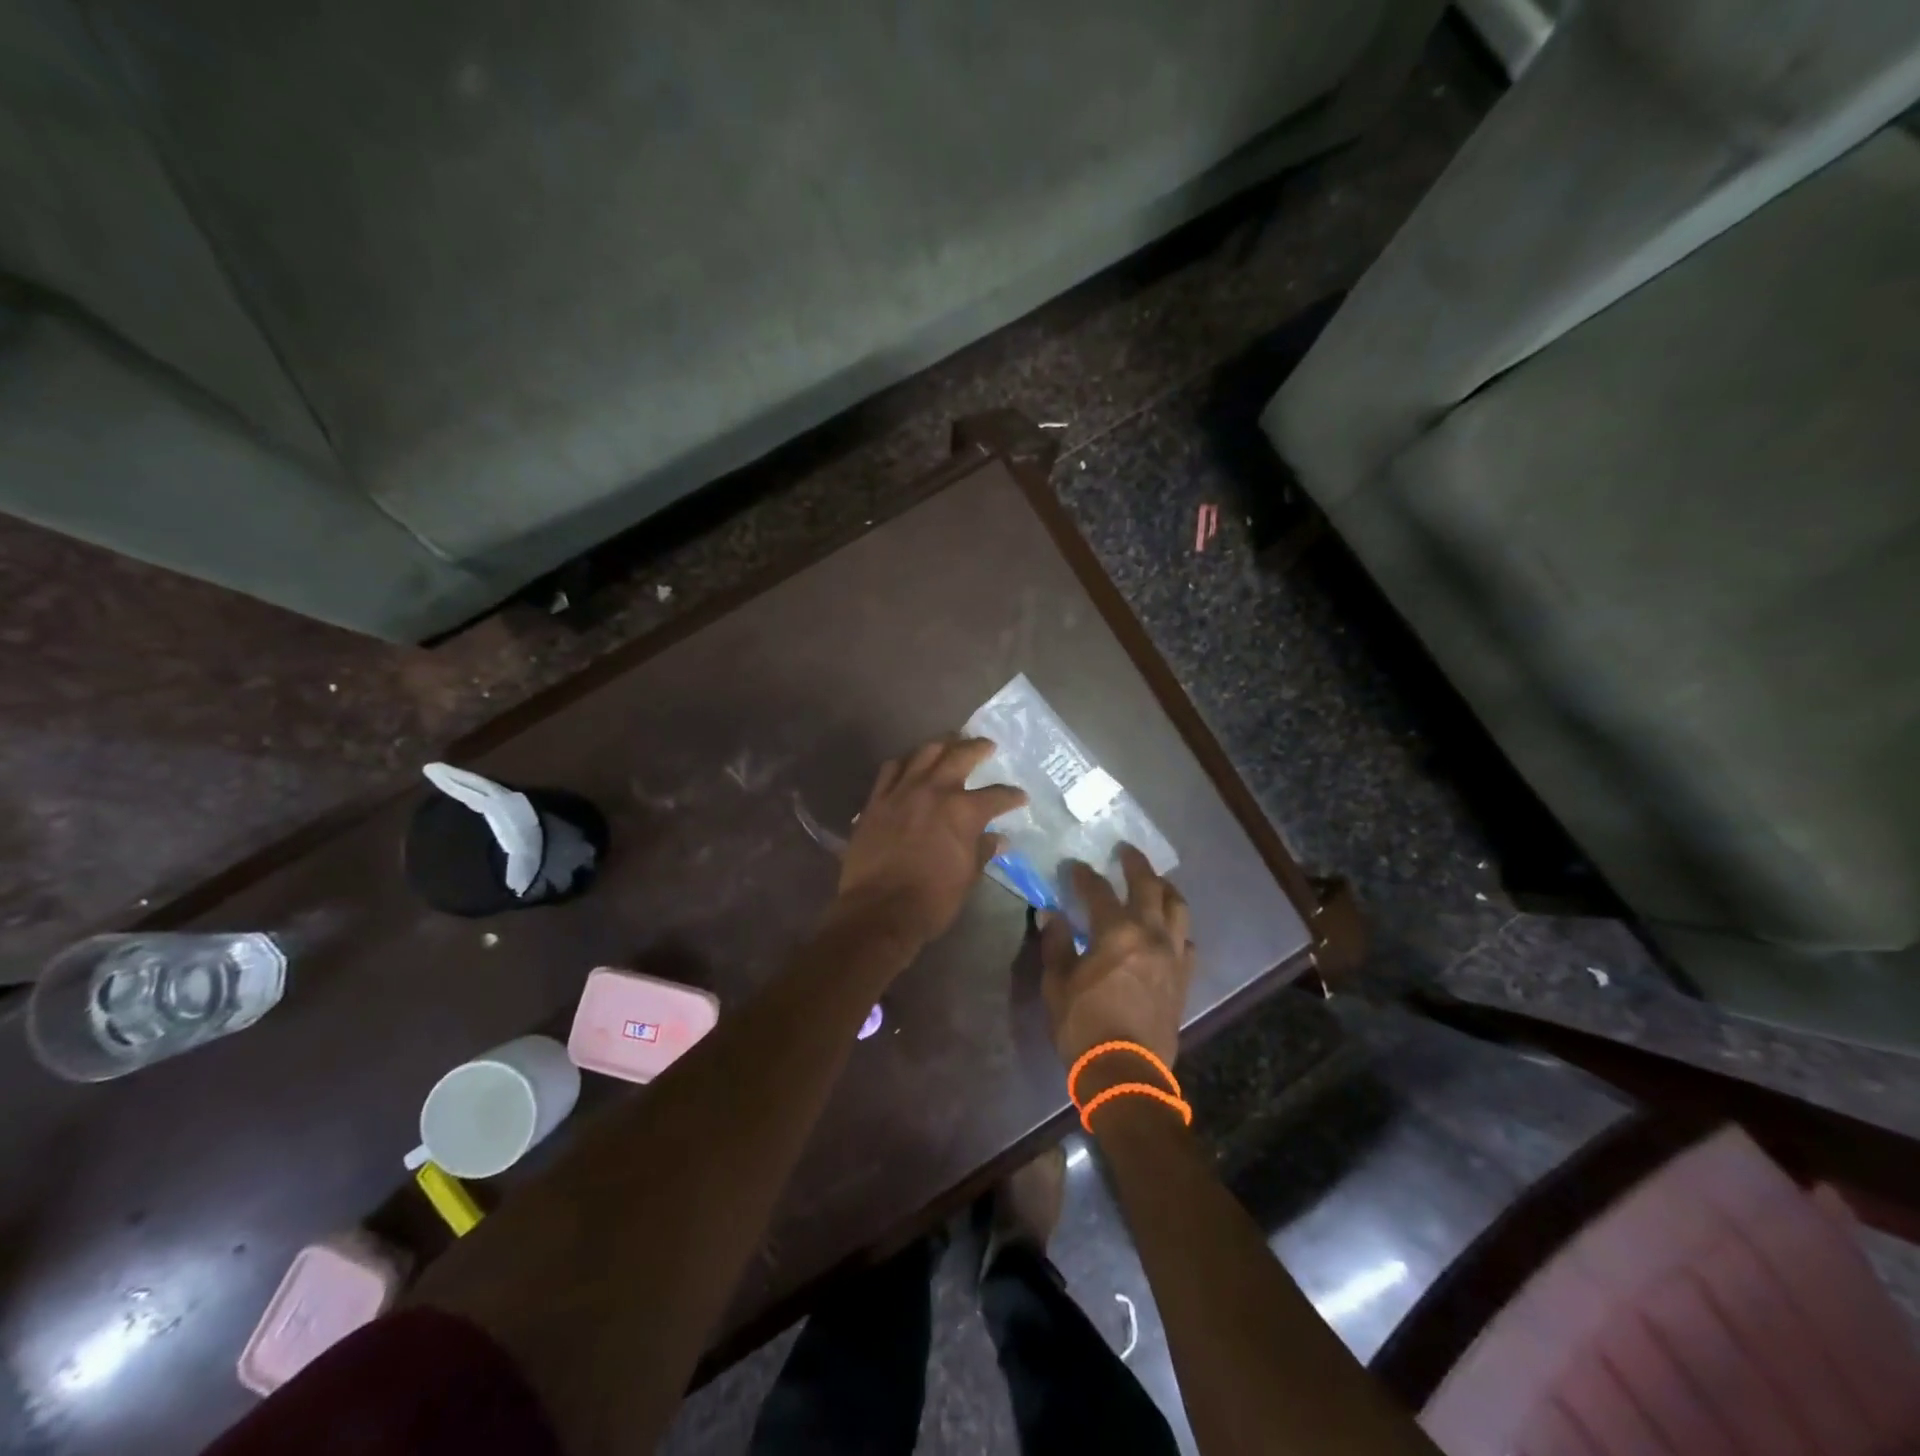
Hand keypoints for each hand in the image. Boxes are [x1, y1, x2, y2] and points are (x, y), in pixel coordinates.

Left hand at [834, 737, 1027, 947]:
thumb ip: (982, 851)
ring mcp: (902, 791)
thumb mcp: (967, 877)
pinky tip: (910, 765)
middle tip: (987, 745)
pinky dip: (905, 762)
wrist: (879, 910)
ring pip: (924, 753)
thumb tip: (998, 839)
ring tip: (950, 743)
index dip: (1012, 795)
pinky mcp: (876, 800)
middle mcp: (934, 791)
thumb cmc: (932, 899)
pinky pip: (891, 769)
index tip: (1019, 796)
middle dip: (978, 747)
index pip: (997, 795)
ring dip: (941, 745)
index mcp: (964, 811)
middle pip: (960, 755)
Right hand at [1040, 845, 1195, 1070]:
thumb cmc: (1083, 1025)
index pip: (1098, 890)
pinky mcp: (1183, 978)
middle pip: (1149, 886)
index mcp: (1116, 932)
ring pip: (1178, 909)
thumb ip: (1056, 943)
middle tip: (1126, 851)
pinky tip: (1168, 932)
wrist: (1125, 1072)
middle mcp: (1150, 934)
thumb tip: (1051, 913)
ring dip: (1166, 890)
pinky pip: (1187, 943)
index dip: (1084, 875)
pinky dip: (1177, 930)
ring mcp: (1172, 956)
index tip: (1074, 866)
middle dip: (1136, 864)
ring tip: (1155, 883)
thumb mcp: (1057, 983)